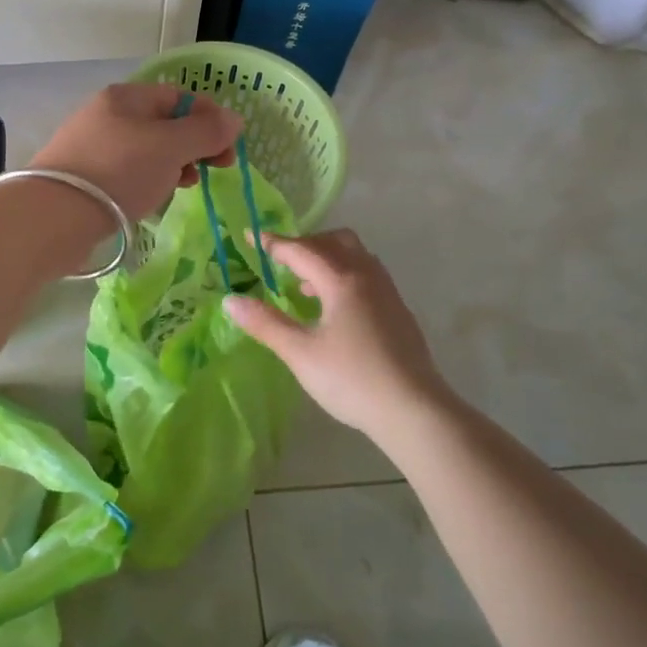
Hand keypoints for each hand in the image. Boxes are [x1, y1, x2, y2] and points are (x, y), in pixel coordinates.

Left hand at [30, 83, 241, 222]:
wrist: (55, 215)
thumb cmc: (119, 171)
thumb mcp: (171, 147)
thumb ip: (206, 132)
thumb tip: (234, 119)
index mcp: (126, 96)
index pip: (179, 96)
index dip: (209, 118)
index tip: (228, 148)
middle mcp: (106, 114)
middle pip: (163, 123)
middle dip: (193, 144)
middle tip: (213, 170)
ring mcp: (91, 145)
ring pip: (146, 150)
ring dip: (172, 165)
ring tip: (183, 186)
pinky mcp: (83, 176)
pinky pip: (127, 171)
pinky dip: (147, 180)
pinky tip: (153, 198)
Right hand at [223, 229, 454, 441]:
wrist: (414, 410)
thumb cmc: (352, 380)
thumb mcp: (300, 353)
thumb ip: (266, 324)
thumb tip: (231, 301)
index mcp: (341, 281)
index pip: (301, 250)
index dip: (273, 243)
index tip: (251, 237)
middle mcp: (367, 277)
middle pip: (335, 242)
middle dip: (305, 244)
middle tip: (281, 261)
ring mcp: (388, 293)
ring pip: (356, 256)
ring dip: (328, 258)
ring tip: (305, 285)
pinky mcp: (399, 311)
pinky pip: (368, 274)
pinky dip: (345, 274)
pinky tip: (334, 308)